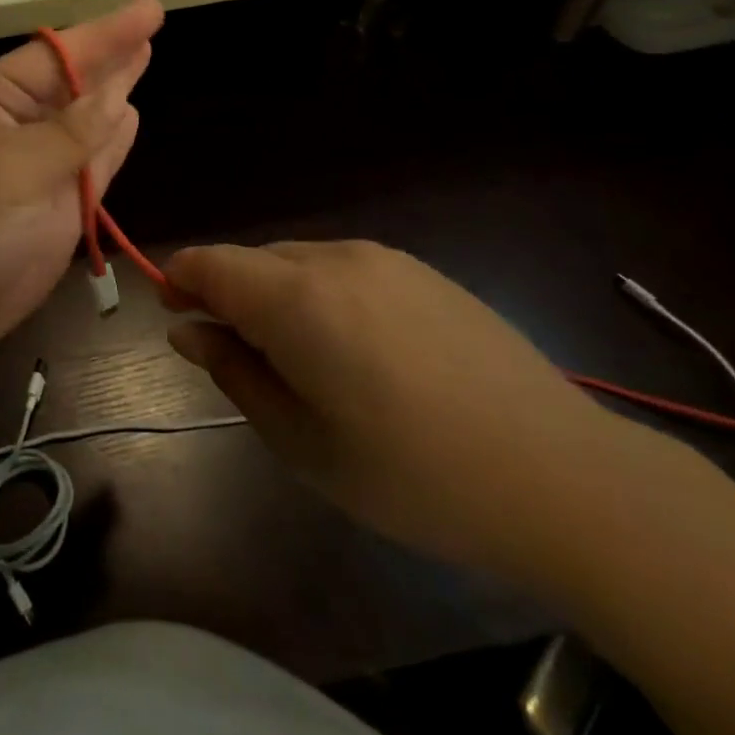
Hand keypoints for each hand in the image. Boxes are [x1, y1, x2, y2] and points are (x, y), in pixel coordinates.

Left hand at [0, 0, 162, 368]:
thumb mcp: (7, 171)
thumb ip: (68, 134)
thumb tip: (118, 96)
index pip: (56, 55)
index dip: (105, 32)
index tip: (150, 10)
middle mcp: (18, 125)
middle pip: (75, 81)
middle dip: (111, 53)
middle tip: (151, 21)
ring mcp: (41, 166)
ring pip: (89, 119)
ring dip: (115, 90)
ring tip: (143, 54)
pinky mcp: (59, 205)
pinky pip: (95, 162)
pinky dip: (113, 140)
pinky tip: (130, 113)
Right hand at [165, 241, 640, 581]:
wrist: (562, 477)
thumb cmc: (413, 474)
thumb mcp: (301, 441)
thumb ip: (233, 372)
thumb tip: (187, 330)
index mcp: (296, 297)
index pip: (208, 262)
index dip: (177, 281)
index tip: (172, 317)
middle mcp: (334, 258)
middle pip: (251, 260)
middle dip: (227, 296)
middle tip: (238, 358)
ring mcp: (384, 259)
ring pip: (296, 262)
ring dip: (274, 296)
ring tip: (301, 362)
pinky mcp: (422, 271)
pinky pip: (343, 269)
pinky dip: (320, 295)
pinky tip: (357, 352)